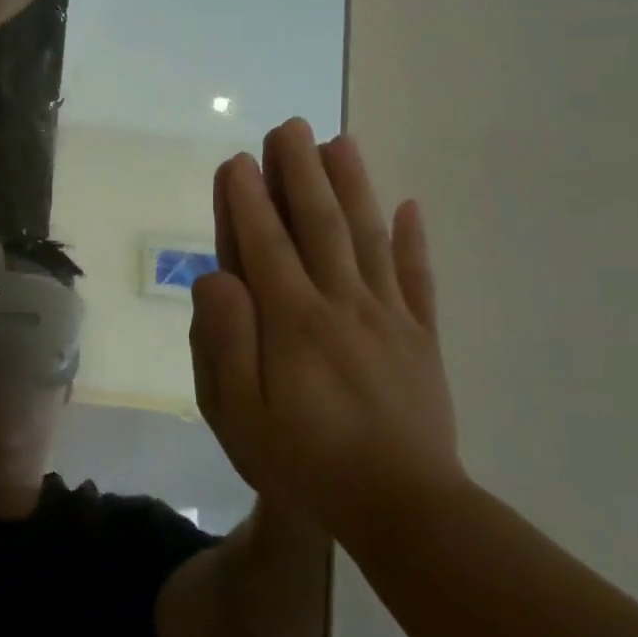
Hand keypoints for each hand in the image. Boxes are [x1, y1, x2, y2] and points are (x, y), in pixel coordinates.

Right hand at [189, 121, 464, 536]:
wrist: (404, 508)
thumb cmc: (305, 462)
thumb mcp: (239, 413)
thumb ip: (224, 341)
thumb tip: (216, 277)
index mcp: (292, 320)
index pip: (265, 245)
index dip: (248, 201)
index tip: (238, 160)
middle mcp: (341, 303)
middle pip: (319, 225)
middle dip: (300, 173)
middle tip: (290, 127)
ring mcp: (388, 318)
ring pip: (368, 238)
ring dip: (353, 186)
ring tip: (341, 142)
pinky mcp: (421, 339)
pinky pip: (418, 280)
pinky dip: (414, 241)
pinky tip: (410, 207)